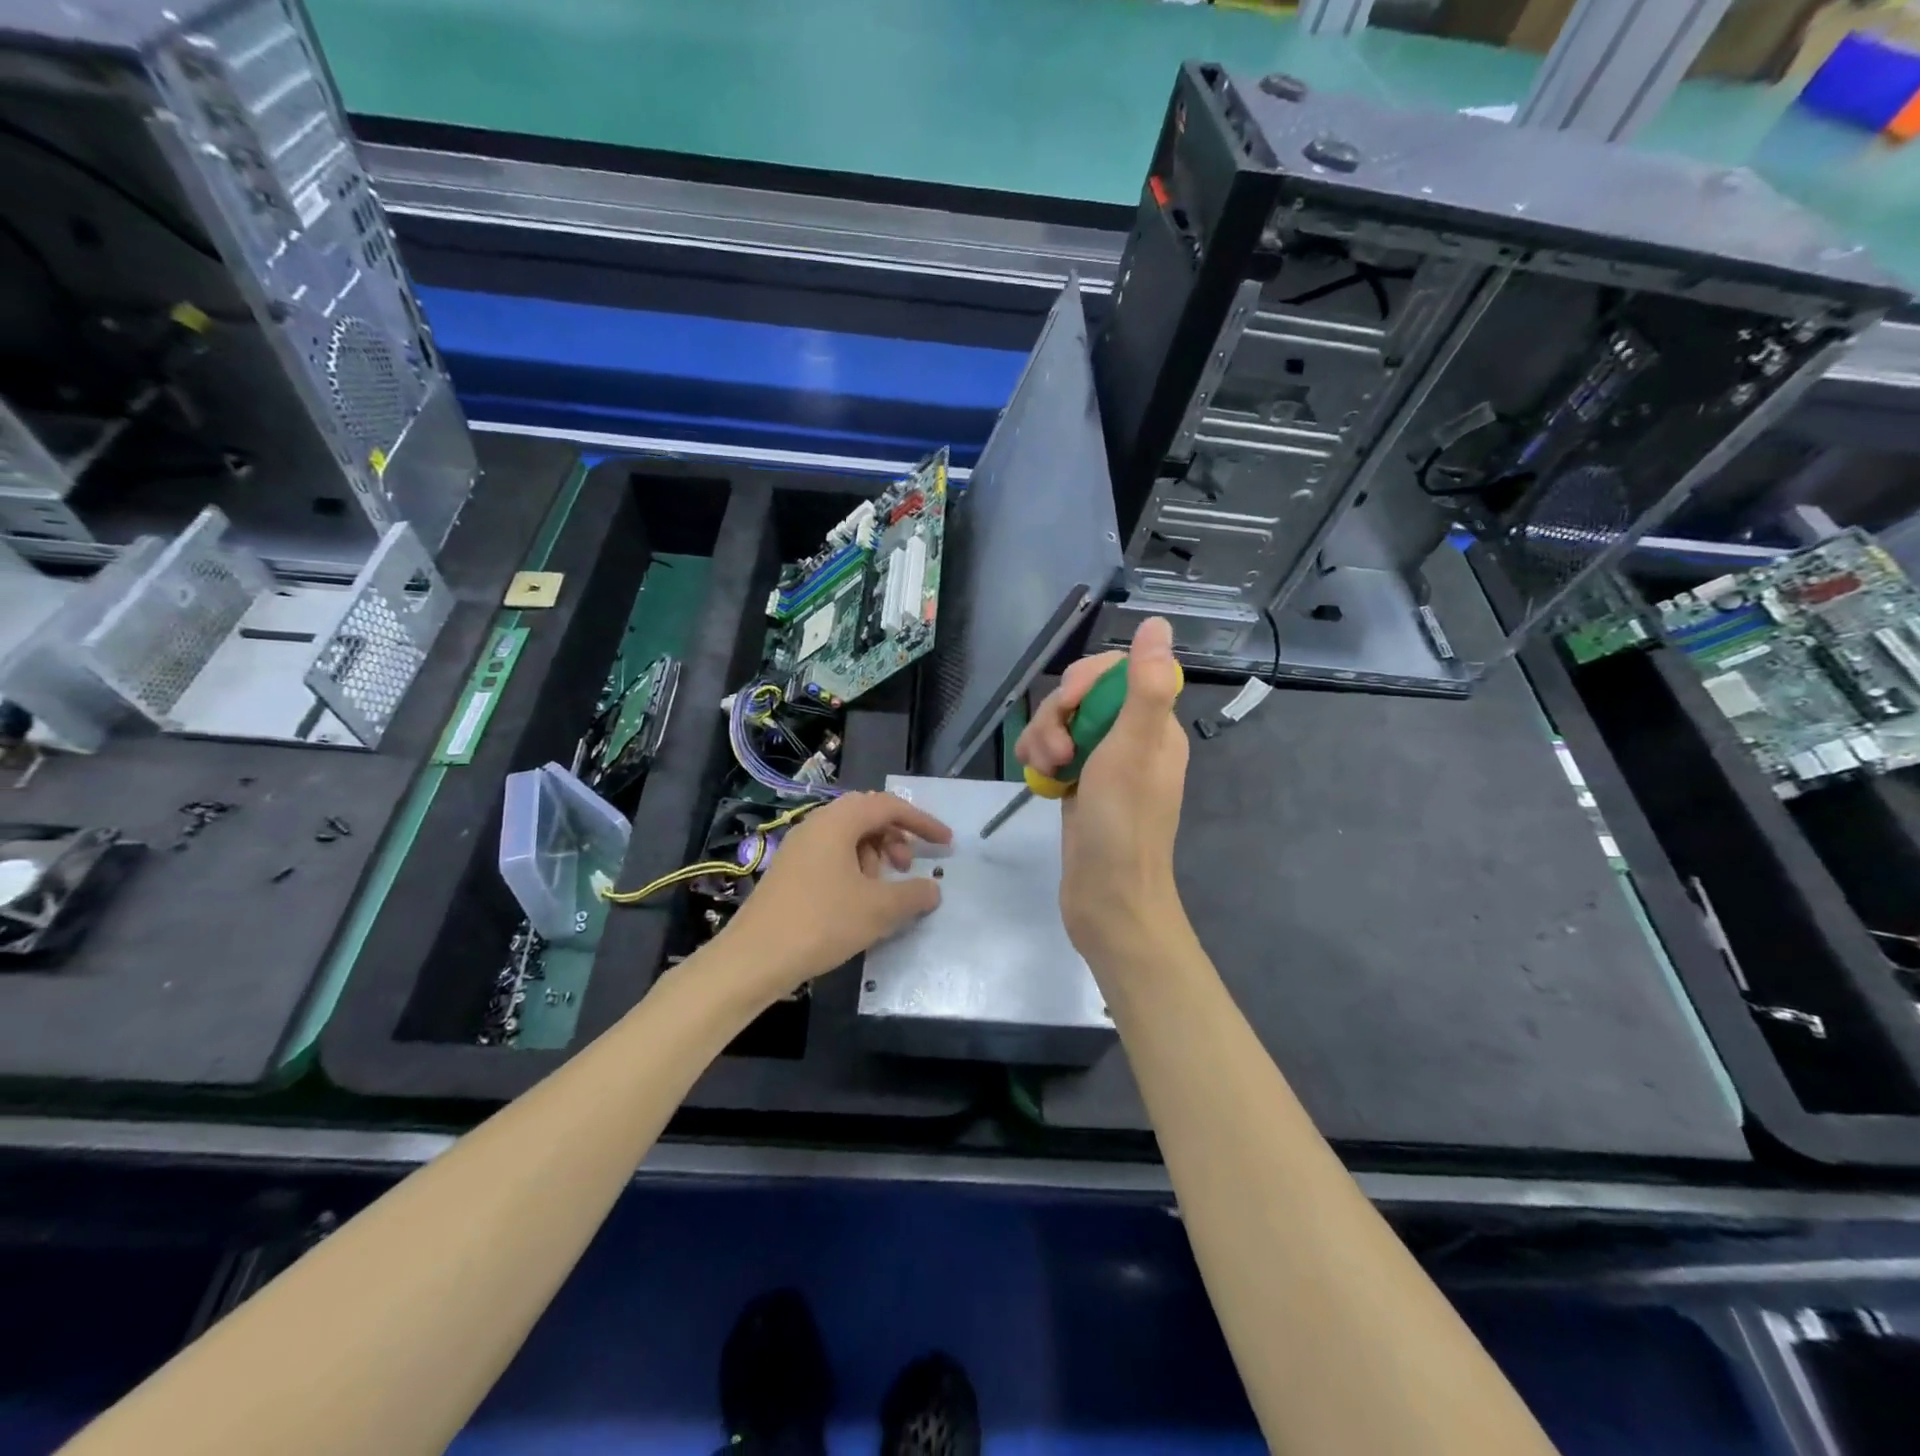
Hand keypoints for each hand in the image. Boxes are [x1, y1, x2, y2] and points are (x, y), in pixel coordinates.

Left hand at [718, 791, 951, 998]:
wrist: (754, 959)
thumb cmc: (822, 923)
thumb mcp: (878, 910)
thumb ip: (914, 894)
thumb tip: (933, 889)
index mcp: (837, 822)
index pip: (888, 806)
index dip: (922, 822)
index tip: (945, 844)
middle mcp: (816, 825)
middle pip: (867, 816)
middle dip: (895, 837)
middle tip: (907, 866)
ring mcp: (798, 848)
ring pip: (848, 837)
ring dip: (874, 855)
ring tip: (880, 890)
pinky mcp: (789, 871)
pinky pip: (831, 855)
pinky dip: (853, 869)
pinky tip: (856, 902)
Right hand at [1016, 616, 1189, 966]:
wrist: (1107, 900)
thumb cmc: (1124, 825)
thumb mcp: (1133, 749)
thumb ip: (1146, 686)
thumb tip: (1158, 624)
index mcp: (1154, 727)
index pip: (1117, 673)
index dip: (1086, 680)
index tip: (1070, 705)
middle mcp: (1131, 740)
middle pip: (1083, 697)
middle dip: (1058, 715)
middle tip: (1057, 752)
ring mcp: (1103, 765)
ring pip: (1062, 725)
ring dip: (1044, 739)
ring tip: (1046, 770)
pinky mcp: (1079, 786)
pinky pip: (1053, 753)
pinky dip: (1039, 759)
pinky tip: (1038, 779)